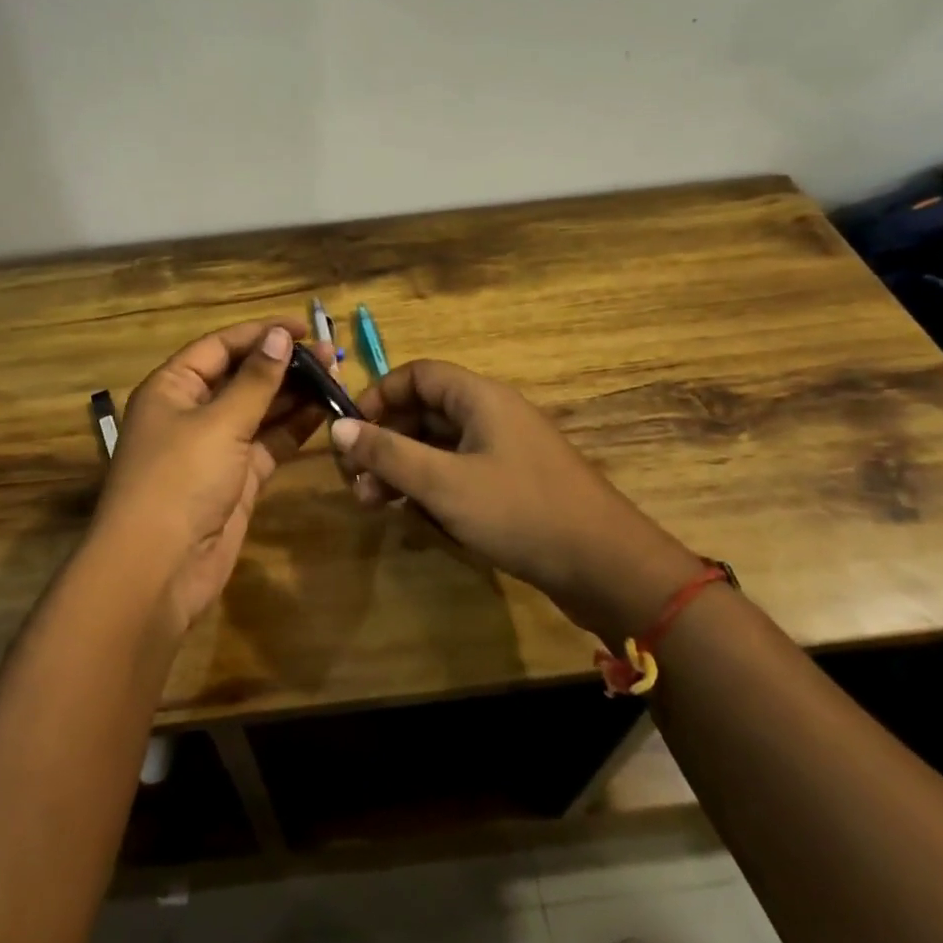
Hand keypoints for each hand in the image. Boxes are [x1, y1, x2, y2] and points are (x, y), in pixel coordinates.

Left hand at [90, 318, 336, 635]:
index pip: (220, 347)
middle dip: (284, 365)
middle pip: (242, 377)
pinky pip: (268, 443)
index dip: (261, 334)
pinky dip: (294, 429)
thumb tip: (278, 337)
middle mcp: (192, 412)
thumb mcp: (219, 423)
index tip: (304, 328)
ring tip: (337, 378)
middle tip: (331, 355)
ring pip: (259, 410)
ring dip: (294, 395)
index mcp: (173, 387)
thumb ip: (255, 381)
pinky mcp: (237, 479)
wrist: (159, 569)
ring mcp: (216, 447)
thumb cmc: (180, 480)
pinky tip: (325, 412)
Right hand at [328, 360, 700, 631]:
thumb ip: (387, 453)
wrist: (606, 566)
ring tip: (374, 505)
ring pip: (438, 447)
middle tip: (355, 481)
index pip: (416, 375)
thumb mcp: (443, 483)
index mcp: (479, 398)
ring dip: (403, 470)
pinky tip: (417, 518)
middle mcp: (491, 415)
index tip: (349, 432)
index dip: (378, 397)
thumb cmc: (520, 512)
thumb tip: (336, 427)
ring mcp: (504, 451)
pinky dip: (432, 489)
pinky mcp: (511, 485)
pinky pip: (458, 473)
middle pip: (423, 412)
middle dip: (384, 443)